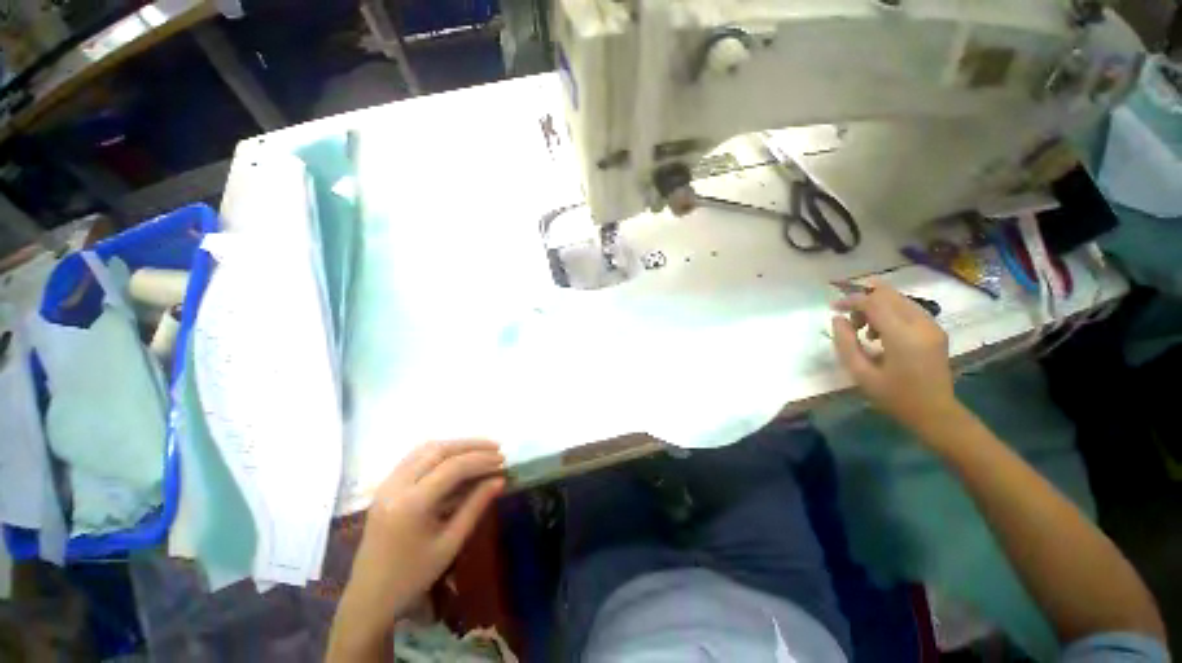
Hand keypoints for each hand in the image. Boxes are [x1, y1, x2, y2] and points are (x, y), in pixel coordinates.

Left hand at [328, 440, 504, 658]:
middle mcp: (396, 486)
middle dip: (471, 446)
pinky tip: (455, 457)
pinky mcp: (385, 486)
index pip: (453, 467)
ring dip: (456, 445)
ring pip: (426, 449)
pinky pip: (415, 457)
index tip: (502, 460)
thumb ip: (476, 506)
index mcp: (412, 504)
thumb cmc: (413, 577)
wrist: (369, 597)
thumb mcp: (450, 543)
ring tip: (480, 450)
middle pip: (439, 450)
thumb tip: (500, 480)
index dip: (481, 459)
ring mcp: (387, 484)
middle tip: (496, 449)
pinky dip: (439, 452)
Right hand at [830, 283, 959, 433]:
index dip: (851, 300)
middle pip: (889, 294)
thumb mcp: (861, 373)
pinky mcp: (935, 329)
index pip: (874, 302)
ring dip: (876, 305)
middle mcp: (921, 324)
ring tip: (863, 329)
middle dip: (863, 299)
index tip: (833, 308)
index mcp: (903, 336)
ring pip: (899, 299)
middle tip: (848, 318)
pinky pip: (908, 308)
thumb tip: (837, 319)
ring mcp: (932, 325)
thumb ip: (845, 343)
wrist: (935, 412)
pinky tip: (880, 332)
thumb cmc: (894, 397)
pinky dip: (889, 312)